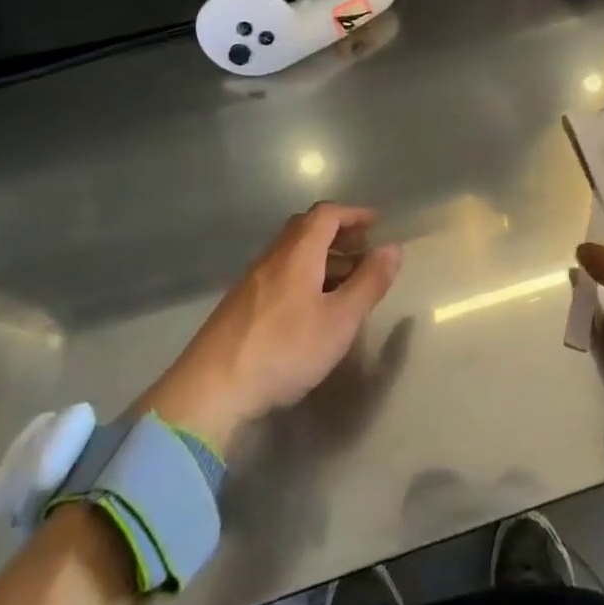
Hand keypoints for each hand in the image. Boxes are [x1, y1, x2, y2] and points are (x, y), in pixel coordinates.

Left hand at [141, 203, 401, 451]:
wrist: (211, 390)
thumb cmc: (285, 350)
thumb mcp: (340, 320)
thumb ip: (369, 283)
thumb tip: (393, 248)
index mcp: (297, 253)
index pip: (326, 215)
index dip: (353, 214)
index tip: (375, 223)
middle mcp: (272, 259)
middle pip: (306, 229)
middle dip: (338, 233)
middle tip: (363, 248)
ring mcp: (252, 282)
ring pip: (292, 254)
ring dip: (322, 257)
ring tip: (345, 281)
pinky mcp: (240, 306)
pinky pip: (280, 274)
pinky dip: (304, 276)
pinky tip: (312, 307)